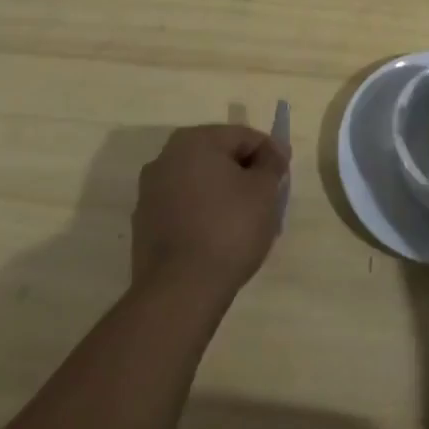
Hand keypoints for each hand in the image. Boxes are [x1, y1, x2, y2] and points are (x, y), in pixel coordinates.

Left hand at [132, 125, 288, 306]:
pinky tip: (220, 240)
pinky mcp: (144, 225)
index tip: (283, 178)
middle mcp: (166, 158)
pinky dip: (203, 215)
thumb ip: (272, 162)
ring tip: (246, 224)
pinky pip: (184, 208)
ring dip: (223, 195)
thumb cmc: (228, 229)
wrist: (179, 292)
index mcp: (194, 141)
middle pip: (218, 157)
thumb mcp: (263, 191)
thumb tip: (274, 150)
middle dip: (245, 175)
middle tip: (267, 200)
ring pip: (200, 184)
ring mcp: (150, 192)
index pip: (243, 137)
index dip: (269, 154)